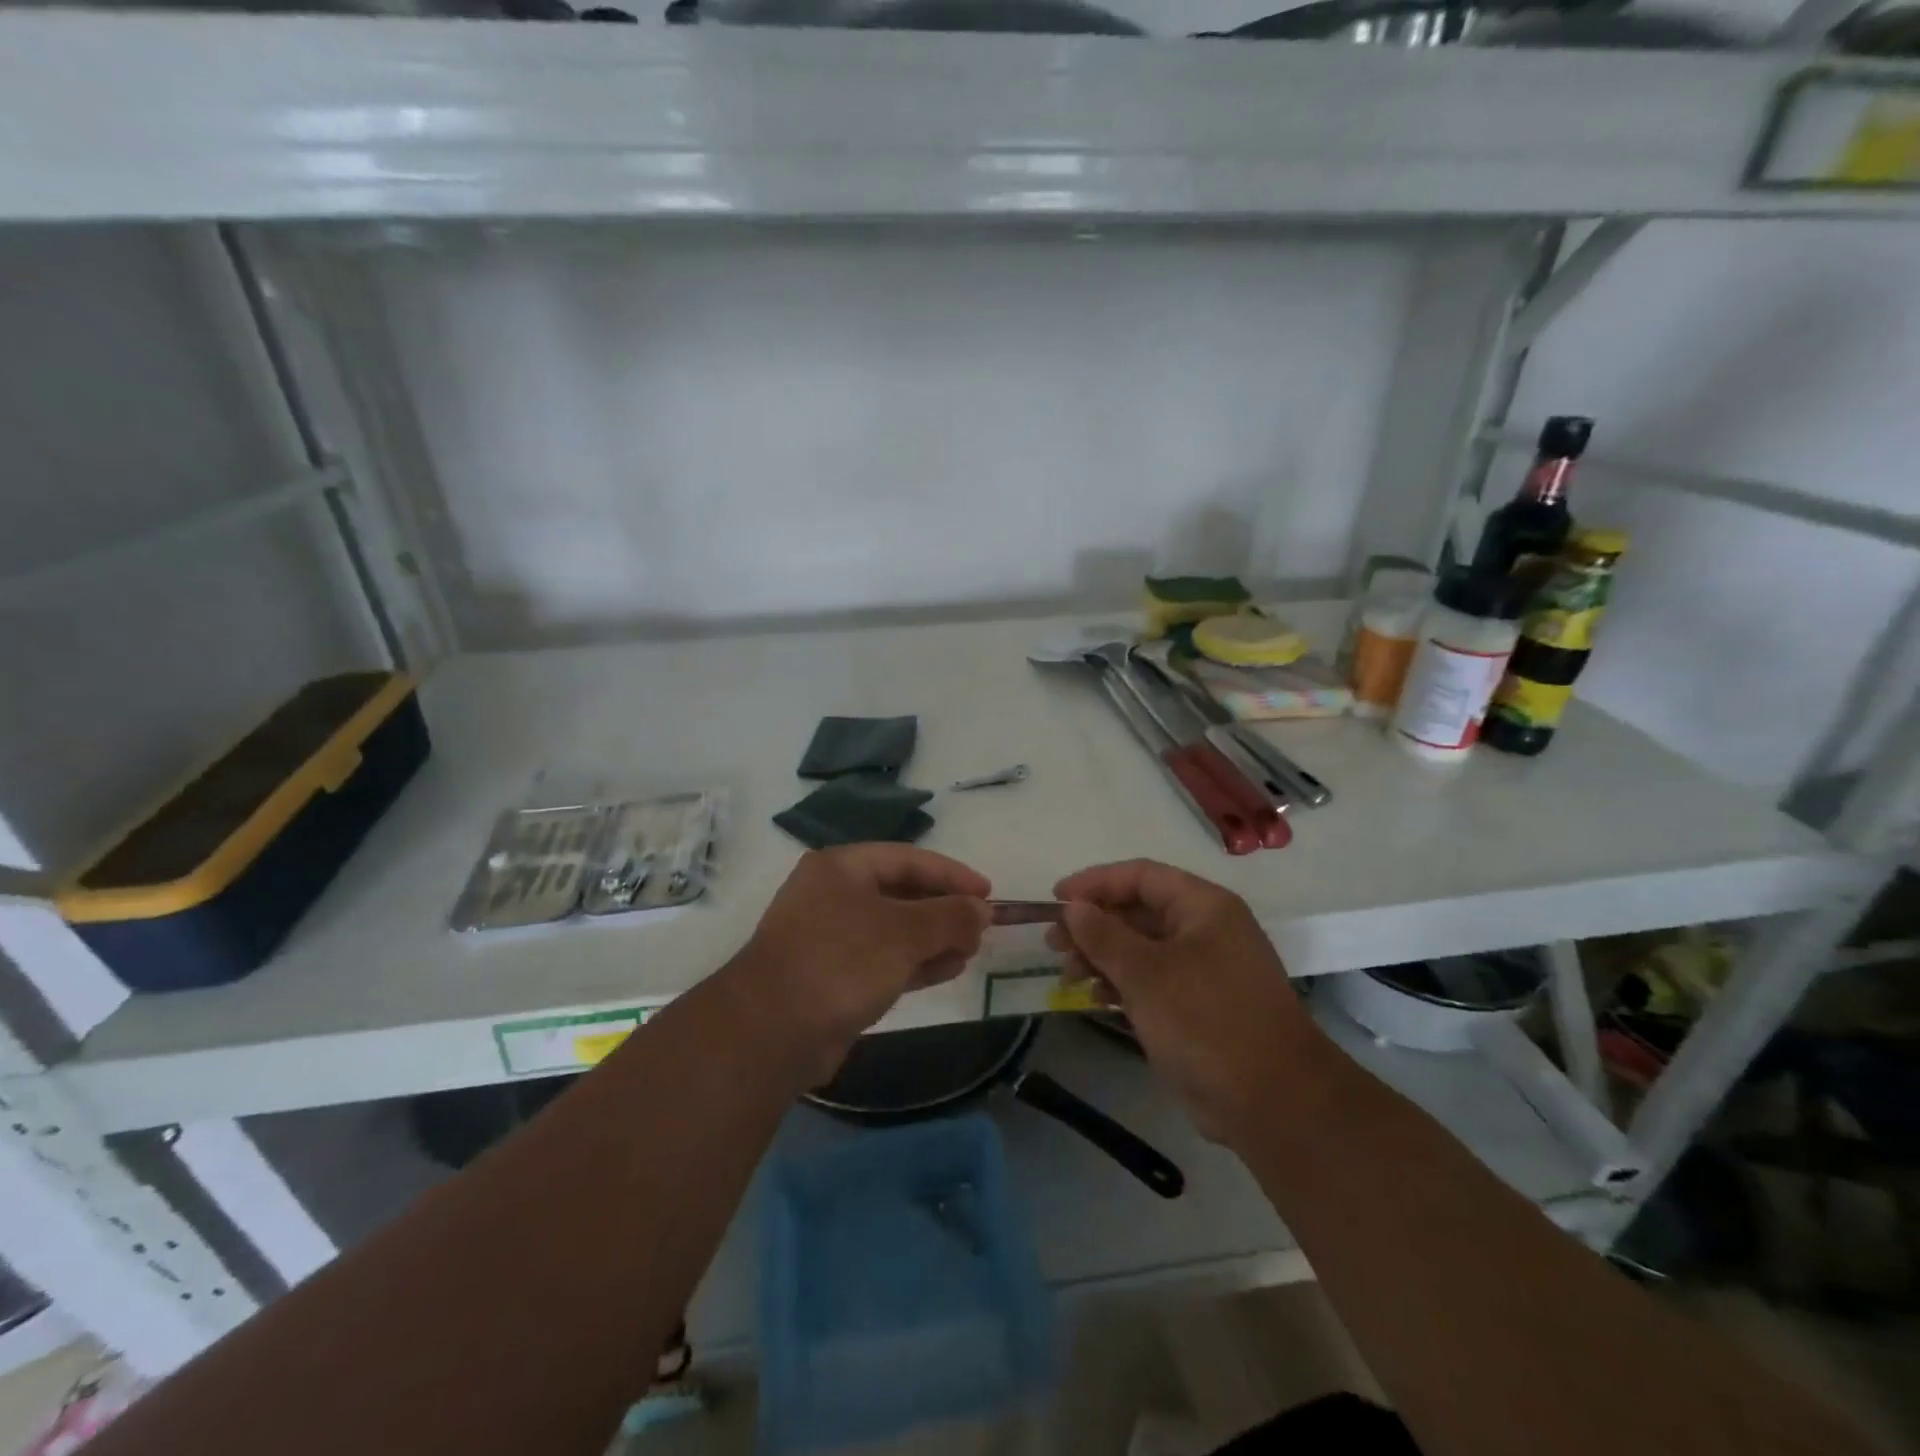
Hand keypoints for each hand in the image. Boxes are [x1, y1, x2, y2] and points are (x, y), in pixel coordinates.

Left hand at [729, 844, 991, 1081]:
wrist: (771, 1031)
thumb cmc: (840, 962)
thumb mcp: (904, 933)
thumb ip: (949, 917)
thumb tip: (982, 910)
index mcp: (840, 867)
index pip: (907, 859)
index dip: (951, 874)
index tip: (987, 892)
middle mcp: (832, 895)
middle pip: (900, 892)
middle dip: (943, 909)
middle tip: (982, 926)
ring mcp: (829, 937)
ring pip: (893, 929)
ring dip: (934, 938)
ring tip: (971, 950)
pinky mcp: (831, 976)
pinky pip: (883, 959)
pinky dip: (915, 962)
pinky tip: (948, 969)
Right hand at [1049, 859, 1324, 1146]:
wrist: (1273, 1102)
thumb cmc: (1207, 1021)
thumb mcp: (1146, 974)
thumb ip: (1104, 935)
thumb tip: (1073, 906)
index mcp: (1203, 907)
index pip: (1141, 876)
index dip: (1095, 882)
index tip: (1056, 899)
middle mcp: (1205, 930)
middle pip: (1138, 911)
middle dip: (1094, 924)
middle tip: (1054, 943)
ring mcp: (1203, 969)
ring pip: (1141, 948)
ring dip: (1102, 955)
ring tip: (1067, 973)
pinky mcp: (1197, 1005)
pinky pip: (1150, 980)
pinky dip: (1121, 983)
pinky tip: (1094, 996)